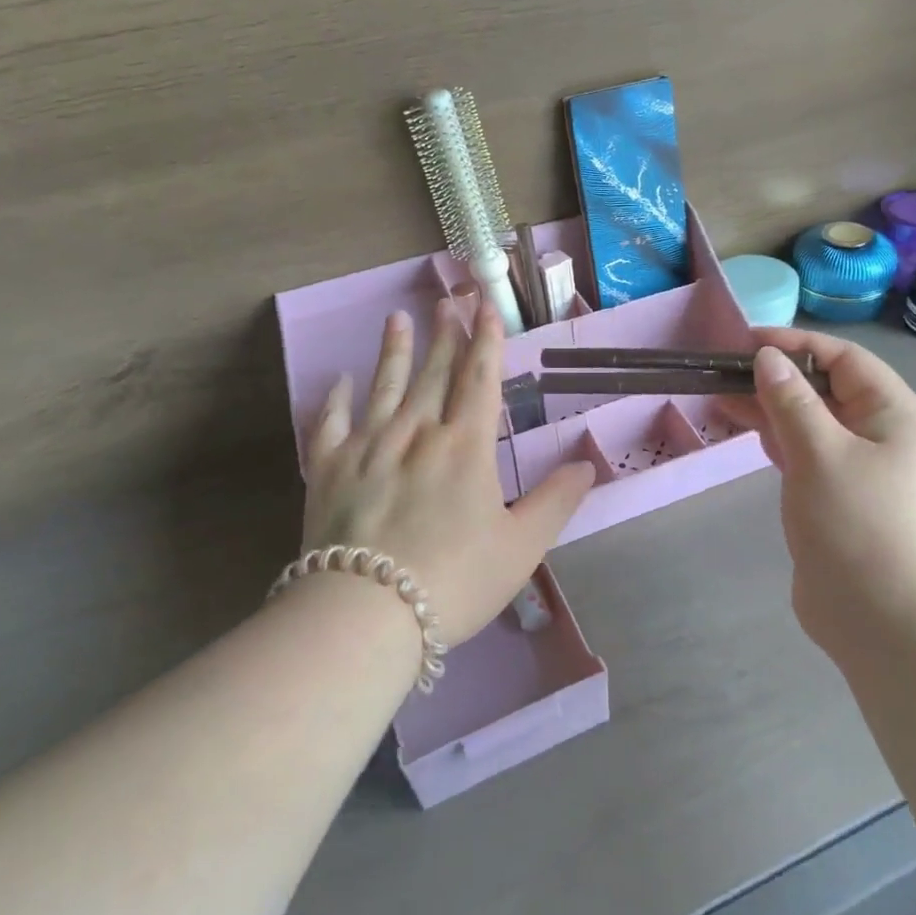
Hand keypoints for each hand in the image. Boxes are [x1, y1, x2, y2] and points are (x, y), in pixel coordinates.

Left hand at [301, 298, 595, 646]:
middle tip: (447, 300)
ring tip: (397, 319)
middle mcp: (416, 434)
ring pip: (384, 387)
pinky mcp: (327, 470)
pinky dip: (335, 399)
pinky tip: (340, 381)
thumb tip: (588, 464)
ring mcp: (367, 448)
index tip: (486, 308)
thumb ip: (556, 501)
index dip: (486, 341)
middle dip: (445, 335)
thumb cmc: (455, 580)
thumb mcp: (521, 547)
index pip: (479, 380)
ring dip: (394, 351)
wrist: (366, 613)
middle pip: (434, 373)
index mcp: (465, 447)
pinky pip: (330, 424)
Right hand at [722, 328, 915, 652]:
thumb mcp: (820, 453)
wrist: (885, 623)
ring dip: (773, 408)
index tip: (745, 342)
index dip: (795, 344)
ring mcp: (864, 470)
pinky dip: (780, 441)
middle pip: (827, 389)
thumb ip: (791, 401)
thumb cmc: (858, 525)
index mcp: (895, 414)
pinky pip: (809, 455)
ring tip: (723, 398)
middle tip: (725, 373)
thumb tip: (767, 359)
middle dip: (778, 377)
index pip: (843, 359)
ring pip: (814, 423)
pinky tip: (750, 433)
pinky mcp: (842, 500)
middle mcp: (884, 435)